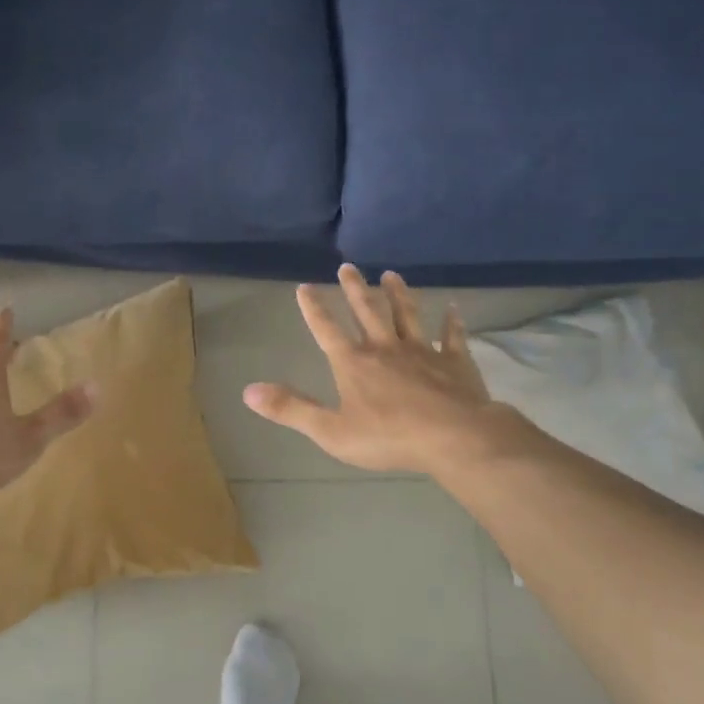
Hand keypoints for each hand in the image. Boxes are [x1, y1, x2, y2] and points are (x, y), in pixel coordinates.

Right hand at [243, 264, 538, 476]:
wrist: (452, 437)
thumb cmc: (388, 437)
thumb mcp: (330, 431)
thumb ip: (291, 409)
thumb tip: (248, 391)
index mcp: (354, 364)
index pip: (326, 330)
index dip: (314, 309)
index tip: (304, 286)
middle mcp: (385, 348)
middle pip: (367, 311)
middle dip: (355, 288)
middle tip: (348, 266)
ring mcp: (422, 351)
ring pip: (407, 315)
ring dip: (398, 294)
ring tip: (392, 275)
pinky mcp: (453, 362)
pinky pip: (452, 337)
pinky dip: (452, 322)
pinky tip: (454, 308)